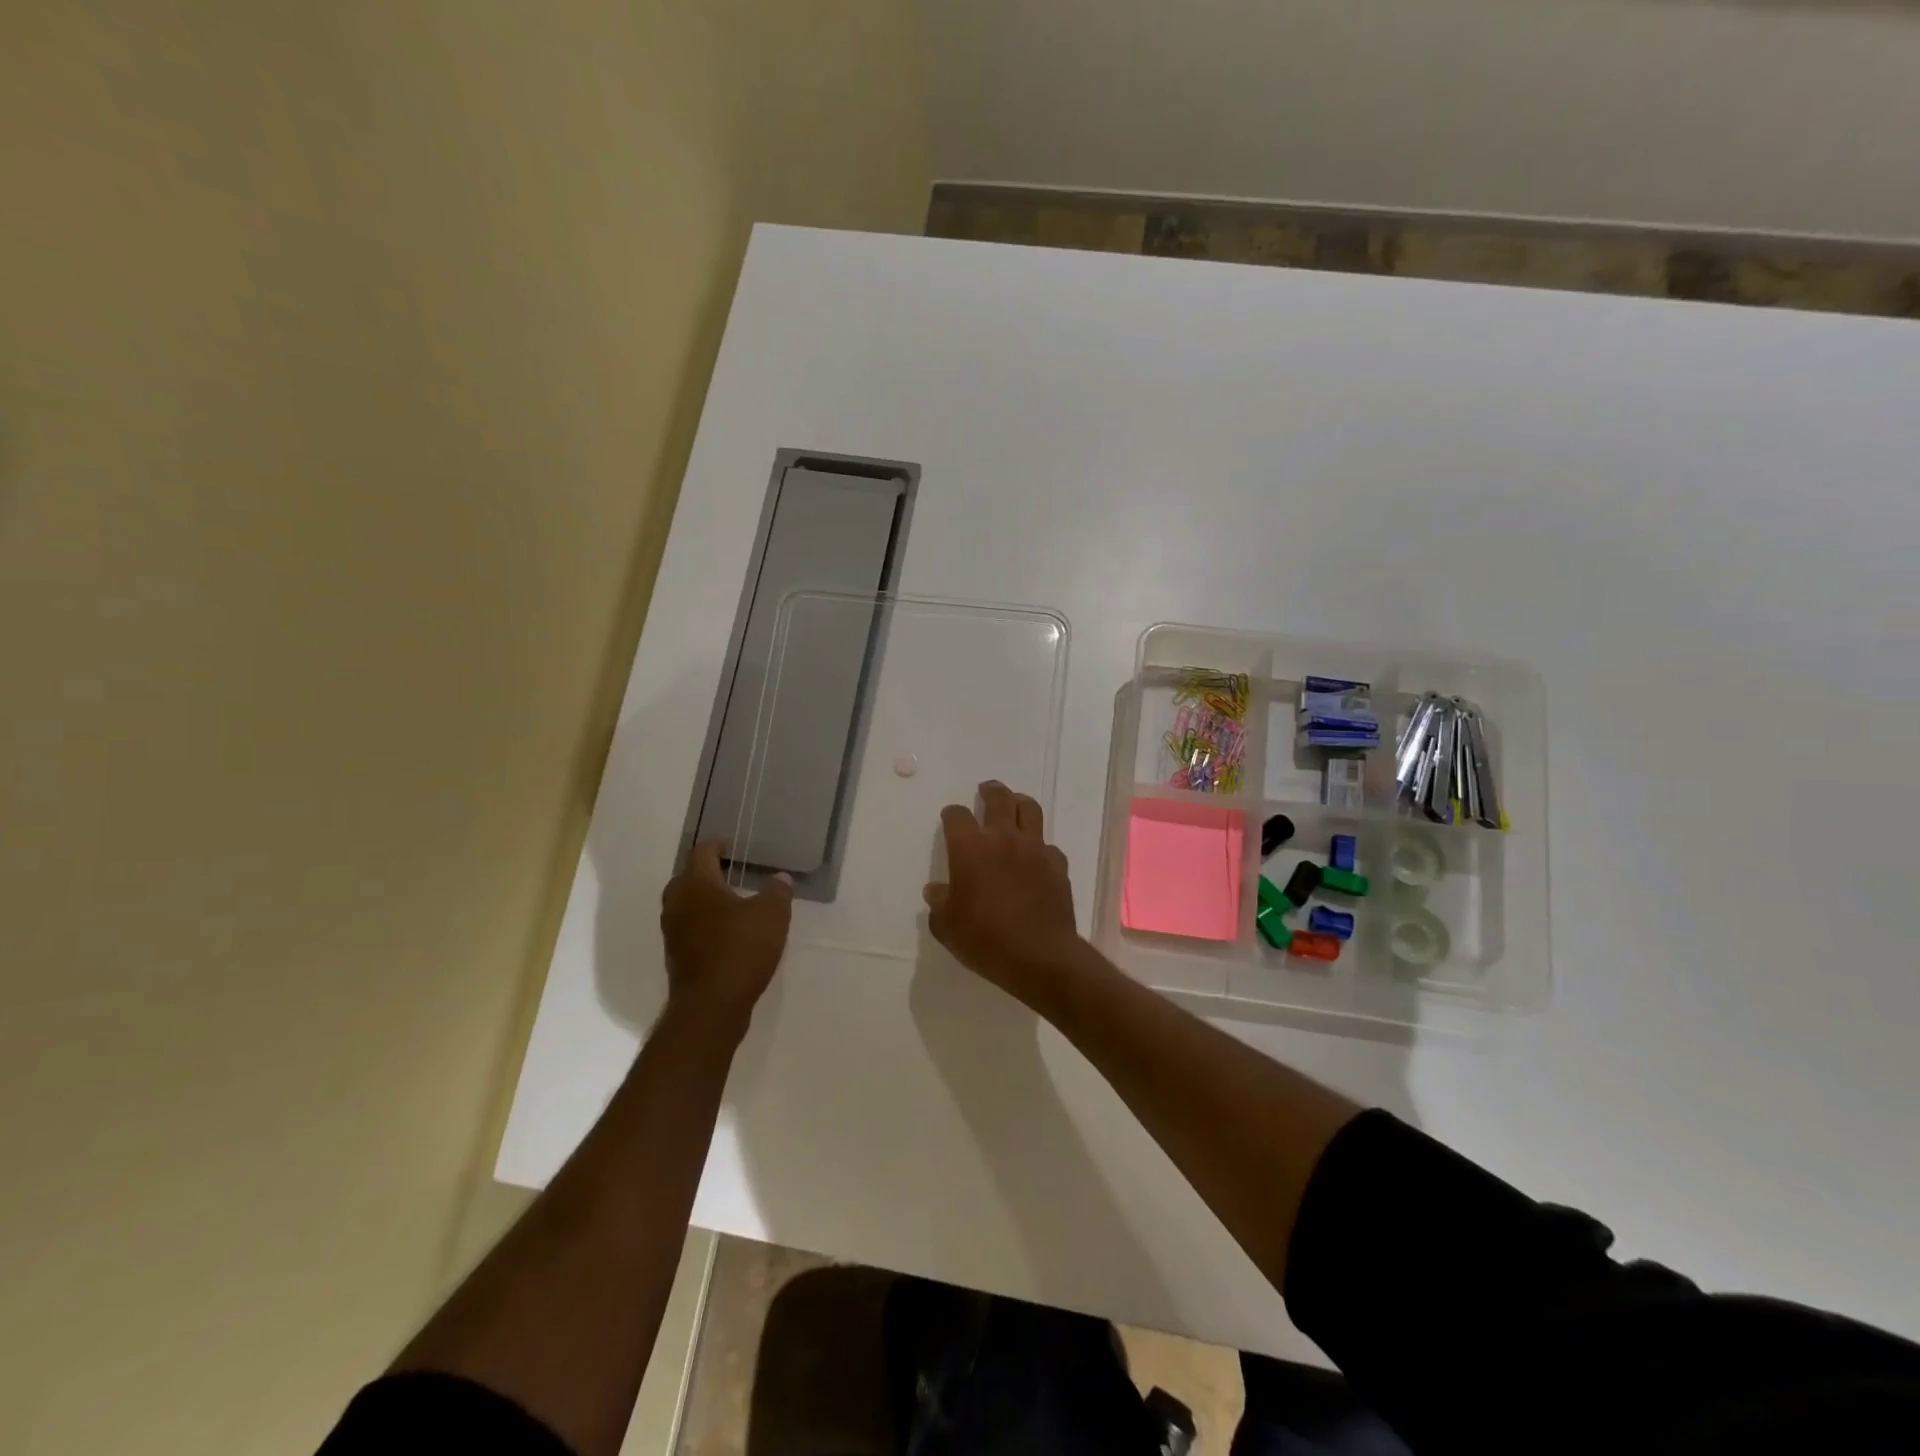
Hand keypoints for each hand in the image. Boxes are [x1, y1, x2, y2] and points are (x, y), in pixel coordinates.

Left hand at [660, 841, 792, 1034]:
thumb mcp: (772, 915)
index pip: (702, 852)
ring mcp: (673, 932)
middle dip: (706, 873)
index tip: (730, 845)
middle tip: (732, 873)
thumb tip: (779, 878)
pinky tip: (727, 934)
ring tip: (732, 904)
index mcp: (697, 884)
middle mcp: (678, 903)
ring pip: (685, 905)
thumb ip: (777, 892)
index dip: (717, 845)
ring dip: (704, 901)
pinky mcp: (677, 957)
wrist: (711, 1007)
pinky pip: (689, 929)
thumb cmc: (740, 950)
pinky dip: (704, 925)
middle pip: (687, 878)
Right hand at [923, 780, 1083, 1004]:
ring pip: (1030, 809)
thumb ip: (939, 904)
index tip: (950, 818)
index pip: (956, 815)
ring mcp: (1034, 849)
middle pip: (998, 799)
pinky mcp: (1057, 864)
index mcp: (970, 848)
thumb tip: (936, 891)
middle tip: (987, 790)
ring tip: (1015, 804)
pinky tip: (1036, 856)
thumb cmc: (985, 939)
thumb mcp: (947, 927)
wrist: (1040, 955)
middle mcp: (1003, 838)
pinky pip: (1048, 845)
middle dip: (990, 790)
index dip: (951, 814)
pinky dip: (1039, 845)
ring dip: (1019, 802)